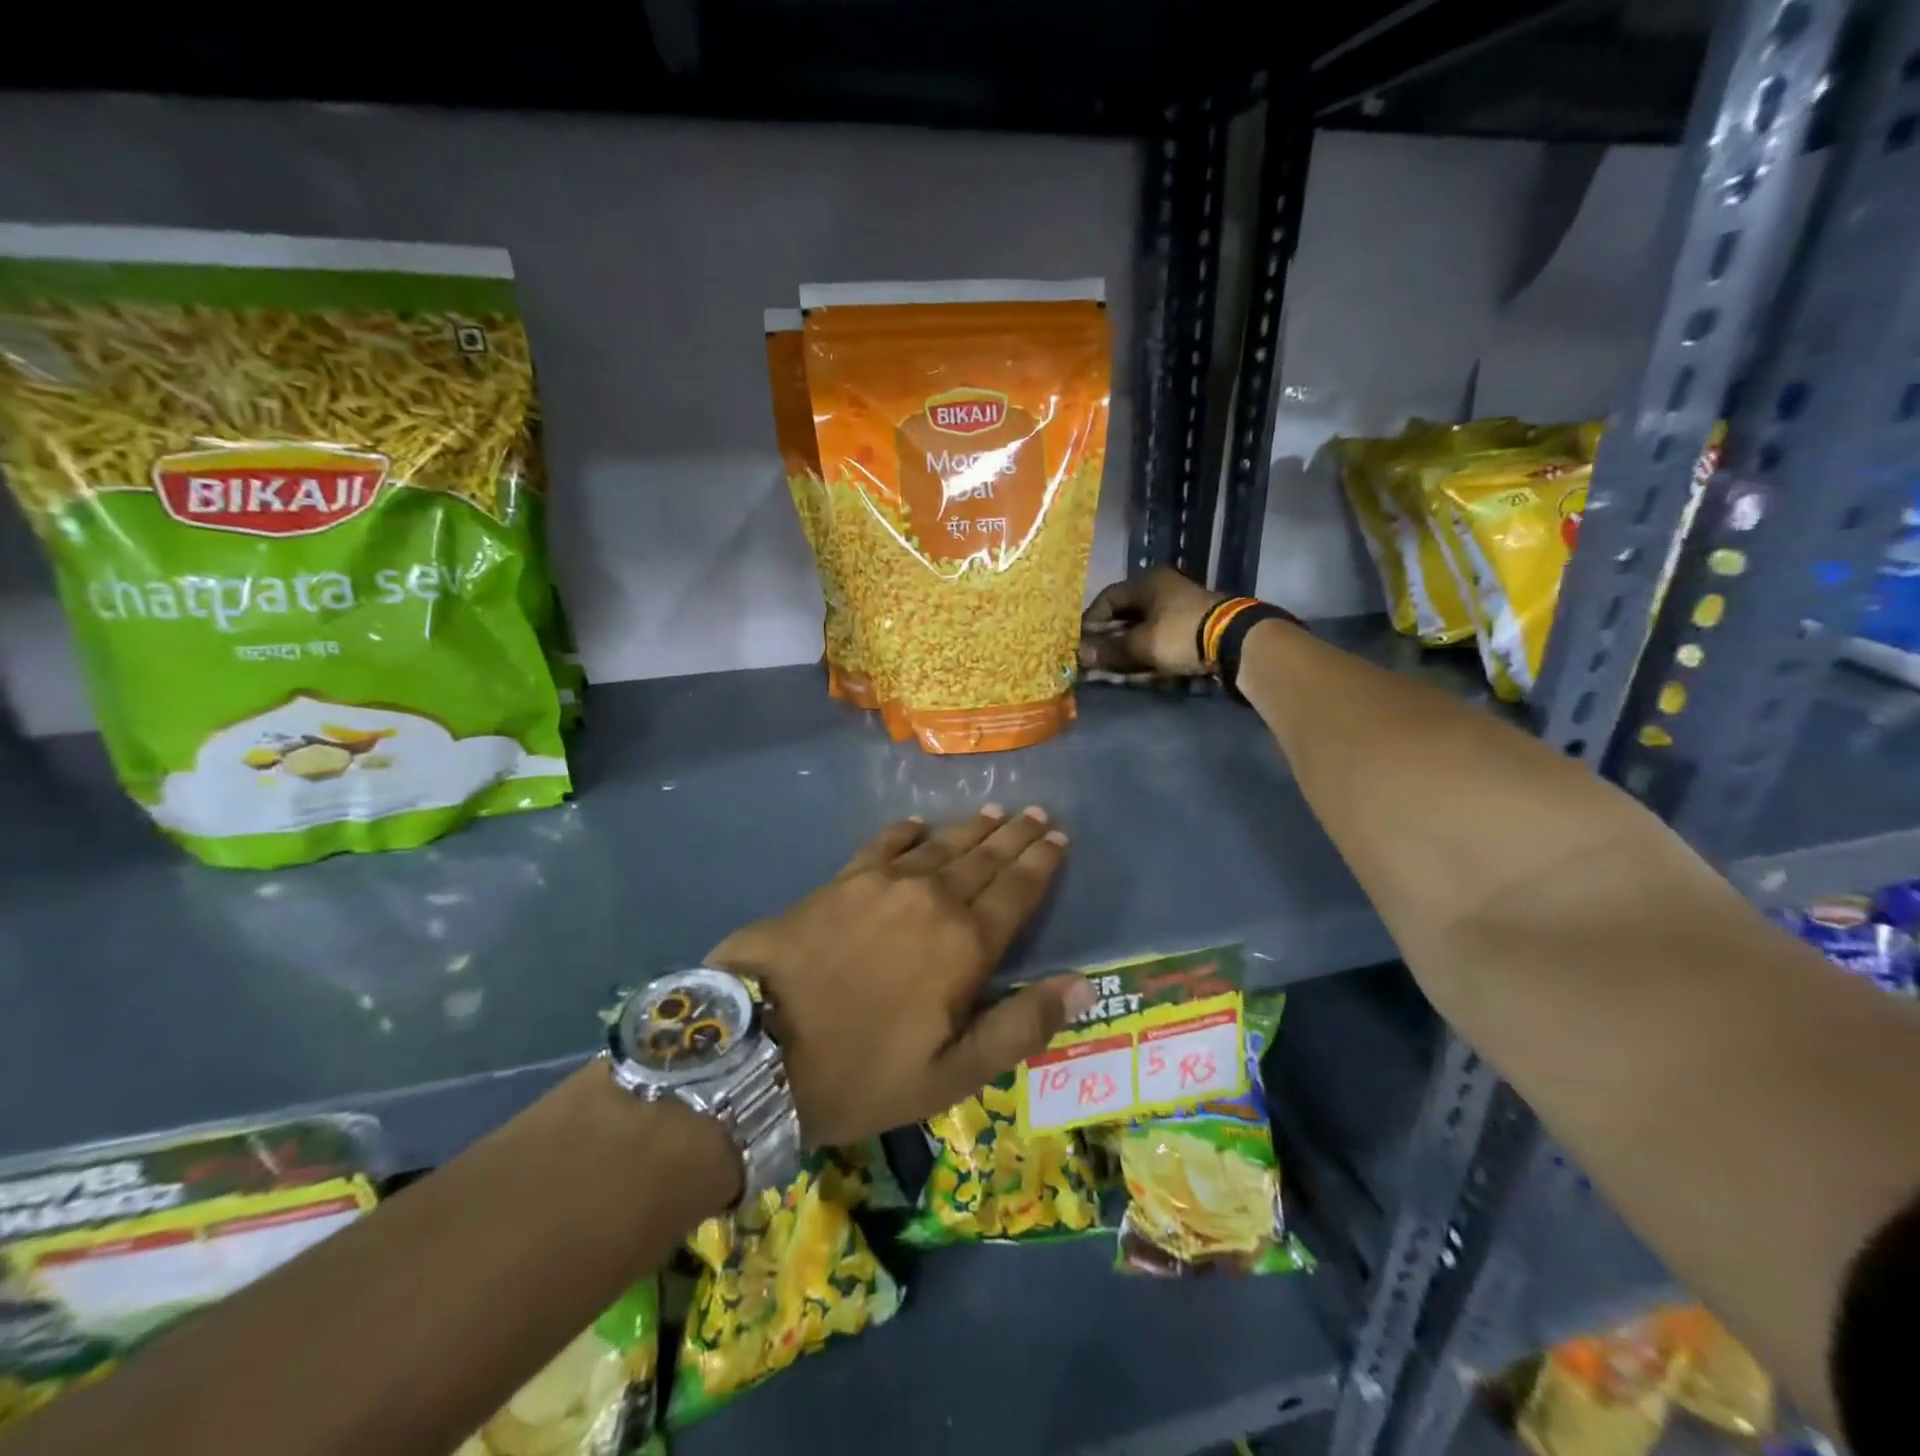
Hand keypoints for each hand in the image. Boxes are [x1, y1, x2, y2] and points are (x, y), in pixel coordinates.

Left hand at [707, 806, 1092, 1146]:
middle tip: (1037, 812)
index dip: (1041, 862)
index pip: (1017, 891)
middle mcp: (932, 899)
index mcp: (965, 944)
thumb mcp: (950, 1075)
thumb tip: (1083, 984)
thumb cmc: (859, 1072)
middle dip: (1015, 834)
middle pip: (984, 858)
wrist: (754, 1049)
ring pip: (941, 845)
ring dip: (971, 828)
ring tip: (994, 812)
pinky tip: (917, 822)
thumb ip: (1020, 1026)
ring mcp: (883, 883)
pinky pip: (884, 843)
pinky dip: (905, 830)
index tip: (1058, 836)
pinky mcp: (840, 881)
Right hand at [1080, 566, 1223, 676]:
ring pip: (1144, 627)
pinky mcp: (1194, 624)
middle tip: (1096, 657)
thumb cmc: (1179, 634)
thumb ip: (1109, 650)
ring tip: (1115, 667)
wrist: (1234, 641)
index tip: (1080, 641)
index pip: (1108, 598)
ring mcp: (1180, 606)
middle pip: (1126, 613)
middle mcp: (1163, 588)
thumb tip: (1080, 654)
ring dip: (1128, 647)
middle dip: (1109, 638)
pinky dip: (1148, 651)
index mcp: (1147, 583)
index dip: (1091, 620)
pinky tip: (1140, 668)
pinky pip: (1161, 637)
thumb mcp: (1140, 644)